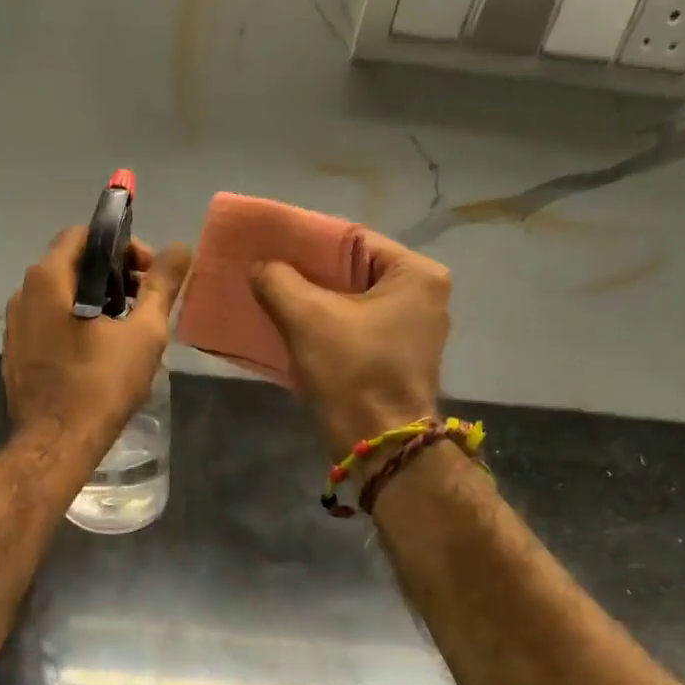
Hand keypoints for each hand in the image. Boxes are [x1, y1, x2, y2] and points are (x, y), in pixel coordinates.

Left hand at [4, 227, 191, 444]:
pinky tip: (100, 352)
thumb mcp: (144, 332)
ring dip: (97, 300)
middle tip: (145, 302)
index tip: (149, 274)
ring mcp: (15, 326)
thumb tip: (181, 248)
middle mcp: (23, 294)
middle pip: (72, 264)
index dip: (122, 246)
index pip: (84, 235)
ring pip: (61, 296)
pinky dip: (77, 323)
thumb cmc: (101, 384)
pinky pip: (49, 323)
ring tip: (128, 329)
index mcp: (49, 279)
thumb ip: (162, 286)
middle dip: (113, 275)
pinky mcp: (16, 354)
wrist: (56, 444)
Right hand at [250, 232, 450, 455]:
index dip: (310, 243)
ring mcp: (414, 330)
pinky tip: (295, 330)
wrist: (379, 444)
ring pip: (353, 302)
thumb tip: (260, 266)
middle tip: (269, 273)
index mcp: (417, 274)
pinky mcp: (399, 358)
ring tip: (275, 300)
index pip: (355, 240)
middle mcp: (425, 296)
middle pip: (354, 271)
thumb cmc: (353, 371)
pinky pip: (356, 328)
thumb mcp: (307, 317)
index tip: (274, 249)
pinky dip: (327, 326)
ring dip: (315, 302)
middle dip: (310, 274)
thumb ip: (278, 280)